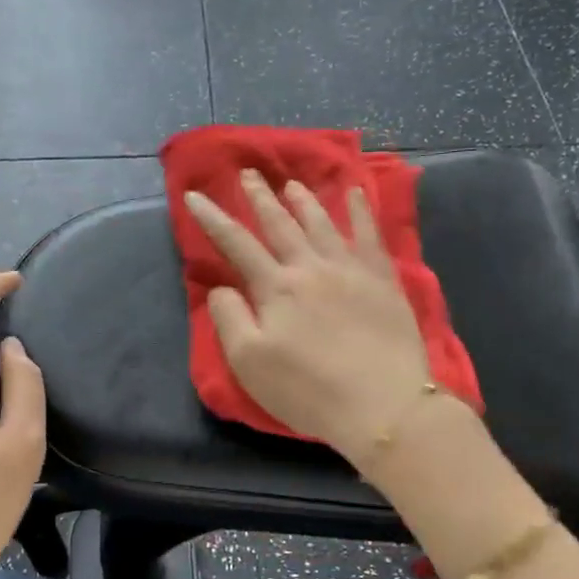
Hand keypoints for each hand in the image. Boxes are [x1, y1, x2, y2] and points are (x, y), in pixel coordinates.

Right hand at [184, 171, 432, 467]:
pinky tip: (356, 195)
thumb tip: (220, 287)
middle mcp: (312, 267)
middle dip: (260, 198)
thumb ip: (230, 319)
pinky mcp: (384, 281)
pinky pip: (370, 235)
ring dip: (304, 201)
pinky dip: (361, 212)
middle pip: (281, 224)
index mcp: (276, 287)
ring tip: (292, 184)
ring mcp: (352, 270)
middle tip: (248, 173)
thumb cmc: (308, 390)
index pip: (236, 244)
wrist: (383, 405)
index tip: (194, 195)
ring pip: (323, 223)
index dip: (213, 218)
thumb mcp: (250, 362)